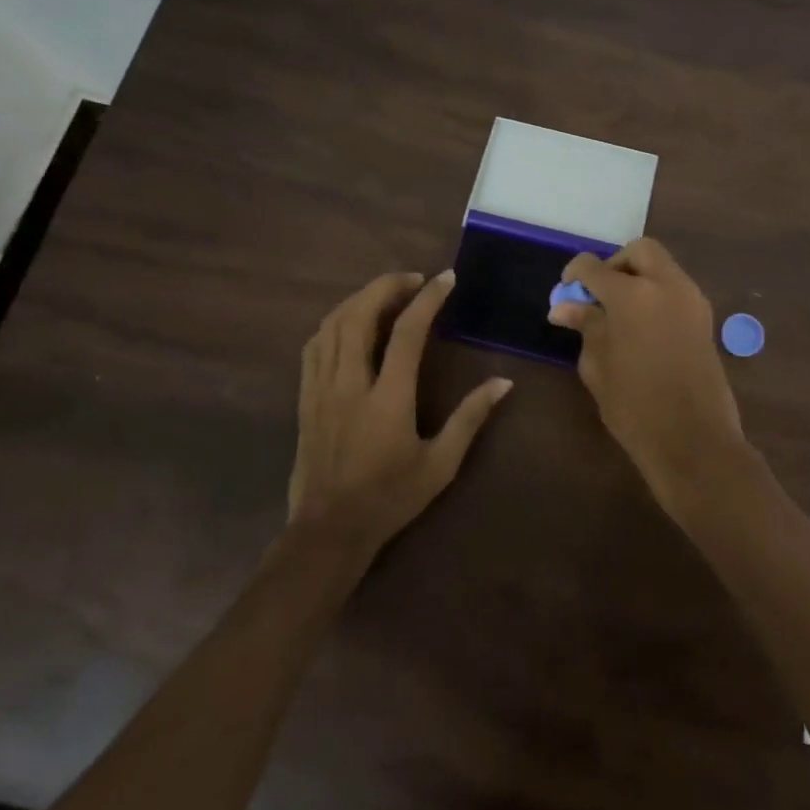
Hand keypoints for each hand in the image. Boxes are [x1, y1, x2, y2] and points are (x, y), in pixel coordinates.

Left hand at [291, 269, 510, 554]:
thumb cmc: (390, 498)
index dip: (427, 299)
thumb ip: (470, 418)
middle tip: (414, 279)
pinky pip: (314, 345)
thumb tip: (503, 382)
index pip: (407, 332)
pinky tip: (350, 322)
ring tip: (386, 293)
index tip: (446, 278)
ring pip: (333, 324)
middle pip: (359, 315)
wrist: (328, 531)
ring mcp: (321, 389)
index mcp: (387, 398)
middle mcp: (350, 384)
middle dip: (387, 286)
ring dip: (360, 298)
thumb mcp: (440, 464)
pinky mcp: (306, 398)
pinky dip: (334, 322)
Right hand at [547, 239, 745, 517]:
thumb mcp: (598, 365)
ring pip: (662, 266)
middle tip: (599, 294)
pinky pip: (676, 288)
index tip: (566, 291)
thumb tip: (565, 306)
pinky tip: (641, 324)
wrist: (694, 439)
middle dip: (616, 264)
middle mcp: (666, 285)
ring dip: (639, 276)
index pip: (595, 267)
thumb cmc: (635, 406)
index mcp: (633, 295)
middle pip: (640, 251)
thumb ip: (585, 326)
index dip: (575, 274)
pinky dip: (657, 293)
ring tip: (618, 313)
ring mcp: (691, 299)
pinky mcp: (705, 318)